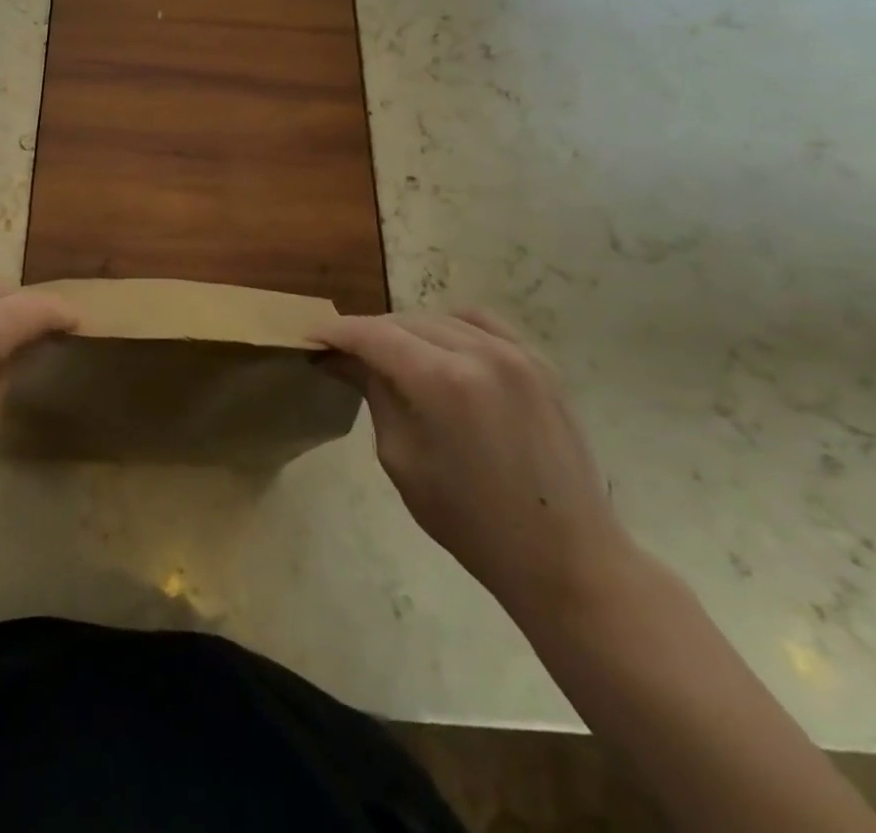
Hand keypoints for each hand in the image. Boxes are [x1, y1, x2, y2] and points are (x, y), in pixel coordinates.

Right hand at [314, 308, 636, 619]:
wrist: (567, 558)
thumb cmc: (471, 522)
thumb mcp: (401, 459)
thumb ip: (374, 394)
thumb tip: (343, 358)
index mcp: (441, 381)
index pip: (371, 335)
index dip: (335, 333)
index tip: (308, 339)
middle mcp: (479, 352)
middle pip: (403, 321)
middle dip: (367, 334)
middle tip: (343, 355)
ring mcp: (515, 353)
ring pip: (440, 318)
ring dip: (406, 331)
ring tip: (390, 356)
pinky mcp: (539, 363)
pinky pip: (481, 324)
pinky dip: (450, 328)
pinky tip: (440, 350)